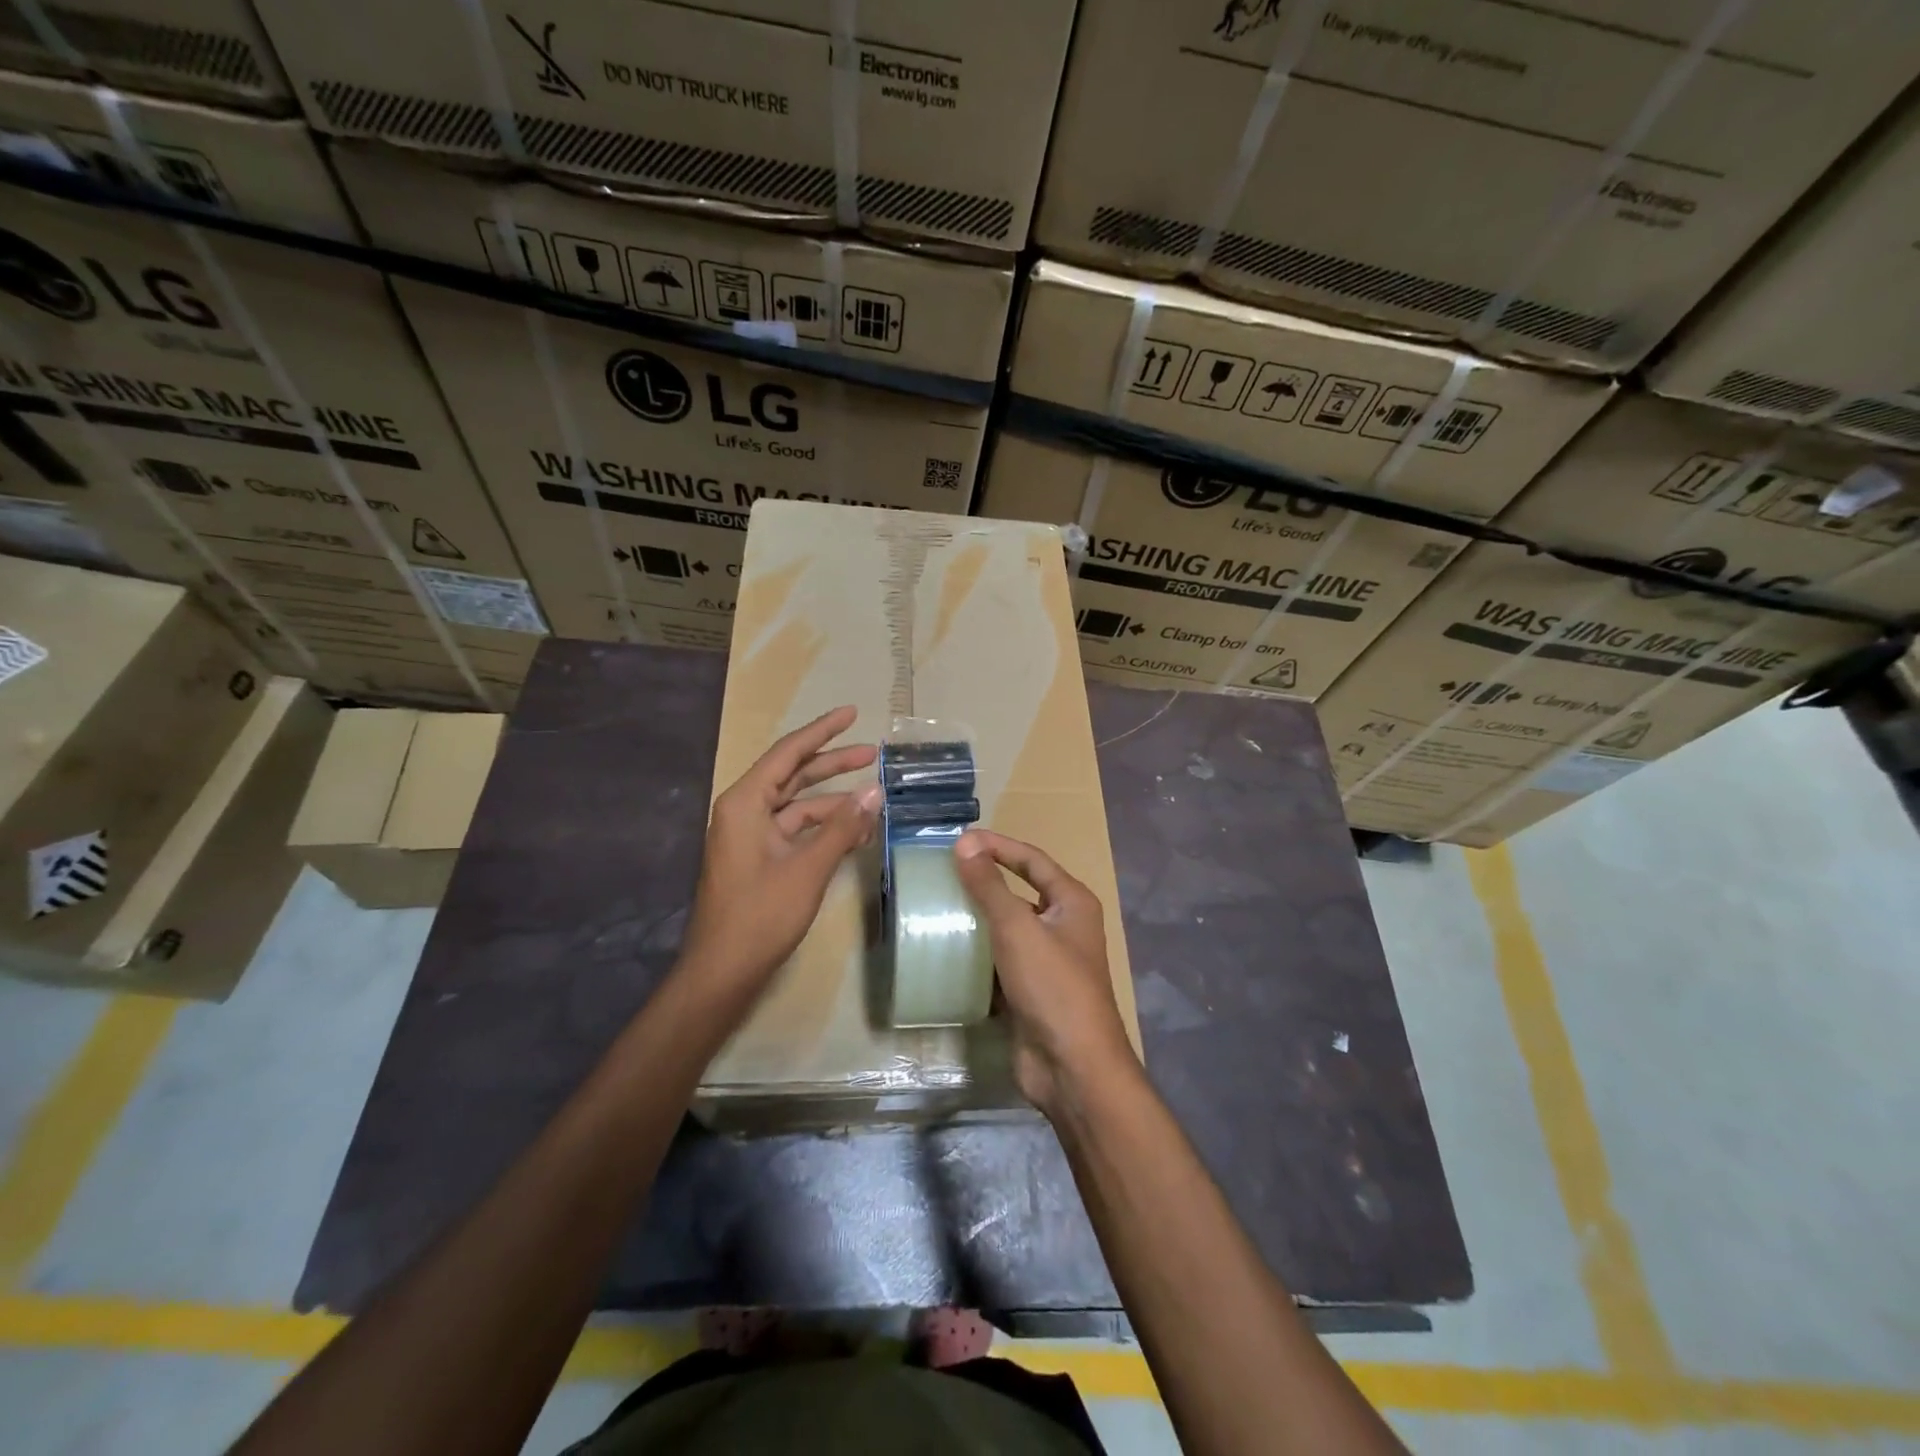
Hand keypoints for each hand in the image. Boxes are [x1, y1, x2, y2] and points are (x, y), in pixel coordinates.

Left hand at [683, 706, 879, 992]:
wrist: (723, 971)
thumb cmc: (761, 915)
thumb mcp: (808, 868)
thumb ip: (842, 827)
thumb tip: (875, 792)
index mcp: (746, 803)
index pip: (788, 753)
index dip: (823, 731)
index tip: (853, 713)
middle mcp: (745, 811)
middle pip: (793, 774)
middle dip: (832, 763)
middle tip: (872, 752)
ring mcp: (751, 836)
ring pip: (797, 804)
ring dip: (833, 801)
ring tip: (873, 797)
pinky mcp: (759, 858)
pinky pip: (795, 830)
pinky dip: (823, 828)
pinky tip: (854, 832)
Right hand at [954, 830, 1135, 1115]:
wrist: (1072, 1067)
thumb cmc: (1052, 985)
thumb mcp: (1017, 928)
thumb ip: (989, 885)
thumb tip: (965, 843)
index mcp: (1072, 903)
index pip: (1032, 859)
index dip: (998, 845)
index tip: (960, 839)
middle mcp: (1063, 926)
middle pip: (1019, 892)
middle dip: (984, 882)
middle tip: (943, 872)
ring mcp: (1047, 961)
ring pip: (1007, 929)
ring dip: (977, 920)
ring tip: (937, 908)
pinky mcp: (1029, 991)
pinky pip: (999, 962)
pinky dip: (976, 955)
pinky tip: (946, 951)